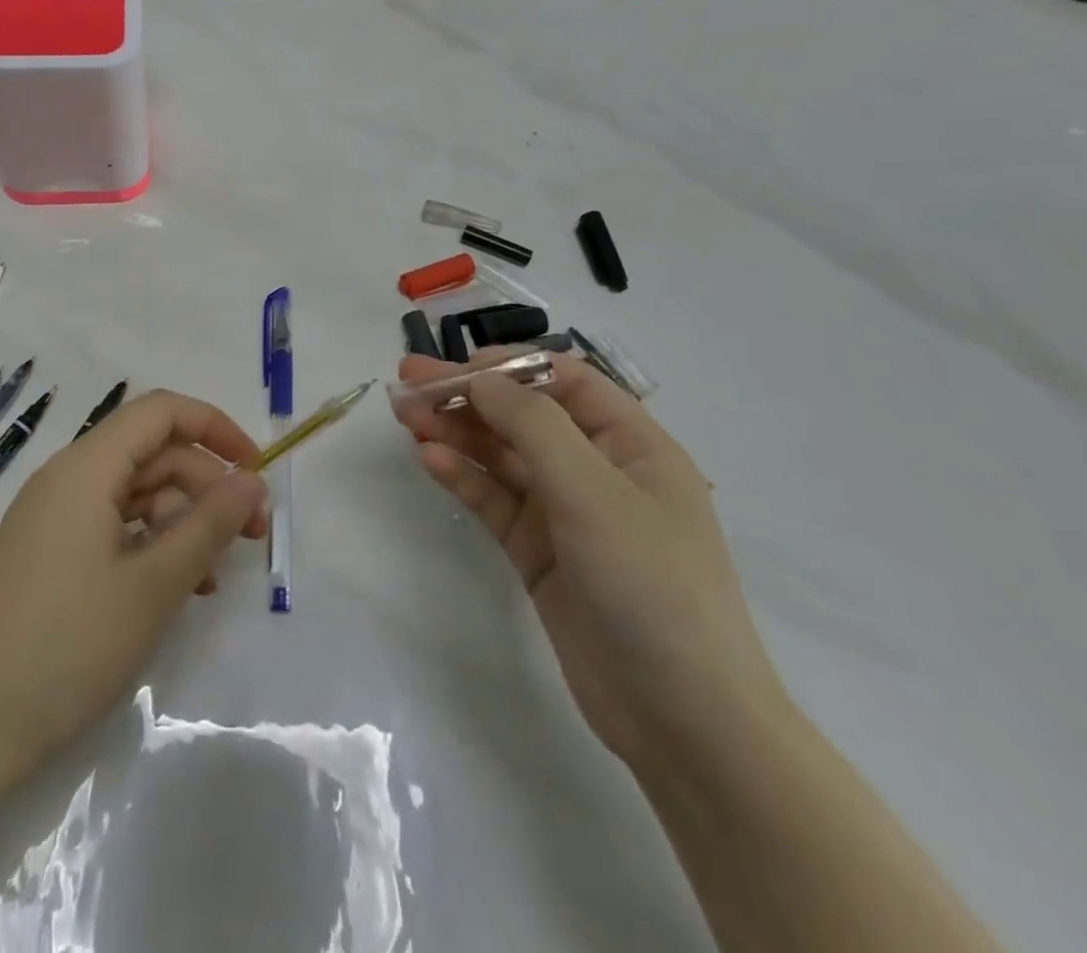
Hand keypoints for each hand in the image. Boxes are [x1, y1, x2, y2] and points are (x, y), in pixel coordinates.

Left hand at [0, 390, 268, 773]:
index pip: (161, 412)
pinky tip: (176, 589)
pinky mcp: (47, 554)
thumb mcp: (153, 585)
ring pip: (134, 493)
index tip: (256, 470)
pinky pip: (111, 526)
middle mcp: (66, 478)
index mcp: (86, 468)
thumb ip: (208, 525)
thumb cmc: (67, 647)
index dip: (215, 428)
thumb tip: (252, 480)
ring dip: (182, 521)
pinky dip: (150, 545)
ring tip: (214, 576)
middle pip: (151, 453)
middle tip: (252, 534)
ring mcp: (52, 517)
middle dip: (207, 484)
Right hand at [392, 349, 790, 774]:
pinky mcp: (538, 552)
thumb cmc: (651, 585)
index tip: (454, 368)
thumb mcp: (594, 492)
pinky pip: (494, 500)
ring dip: (456, 432)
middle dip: (467, 395)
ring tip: (405, 416)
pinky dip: (463, 476)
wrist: (682, 720)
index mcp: (631, 444)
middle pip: (522, 415)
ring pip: (502, 455)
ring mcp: (565, 512)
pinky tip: (430, 460)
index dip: (507, 366)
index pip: (562, 381)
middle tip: (406, 383)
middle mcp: (597, 469)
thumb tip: (481, 379)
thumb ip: (533, 427)